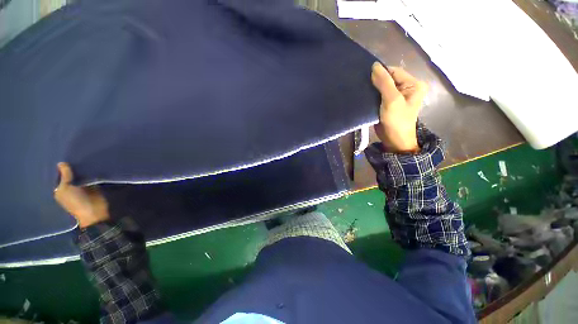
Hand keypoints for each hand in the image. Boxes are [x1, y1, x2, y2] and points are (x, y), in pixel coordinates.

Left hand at [54, 162, 109, 227]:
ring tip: (82, 156)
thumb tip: (61, 163)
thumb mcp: (66, 189)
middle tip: (71, 154)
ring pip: (80, 174)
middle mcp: (70, 187)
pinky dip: (90, 172)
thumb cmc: (75, 202)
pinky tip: (91, 163)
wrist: (94, 211)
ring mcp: (82, 186)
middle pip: (69, 174)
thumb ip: (65, 176)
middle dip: (70, 167)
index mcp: (60, 189)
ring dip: (81, 168)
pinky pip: (91, 176)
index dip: (58, 168)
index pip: (58, 176)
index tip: (59, 156)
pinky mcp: (93, 185)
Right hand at [371, 62, 427, 152]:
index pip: (394, 71)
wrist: (394, 140)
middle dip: (375, 81)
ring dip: (372, 88)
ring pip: (382, 87)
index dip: (380, 73)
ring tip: (361, 89)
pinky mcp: (388, 104)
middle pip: (388, 78)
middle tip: (362, 84)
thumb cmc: (396, 120)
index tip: (365, 76)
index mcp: (413, 84)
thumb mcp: (392, 100)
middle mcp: (407, 88)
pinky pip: (379, 95)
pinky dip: (371, 95)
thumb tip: (374, 65)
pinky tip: (364, 96)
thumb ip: (384, 82)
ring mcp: (397, 96)